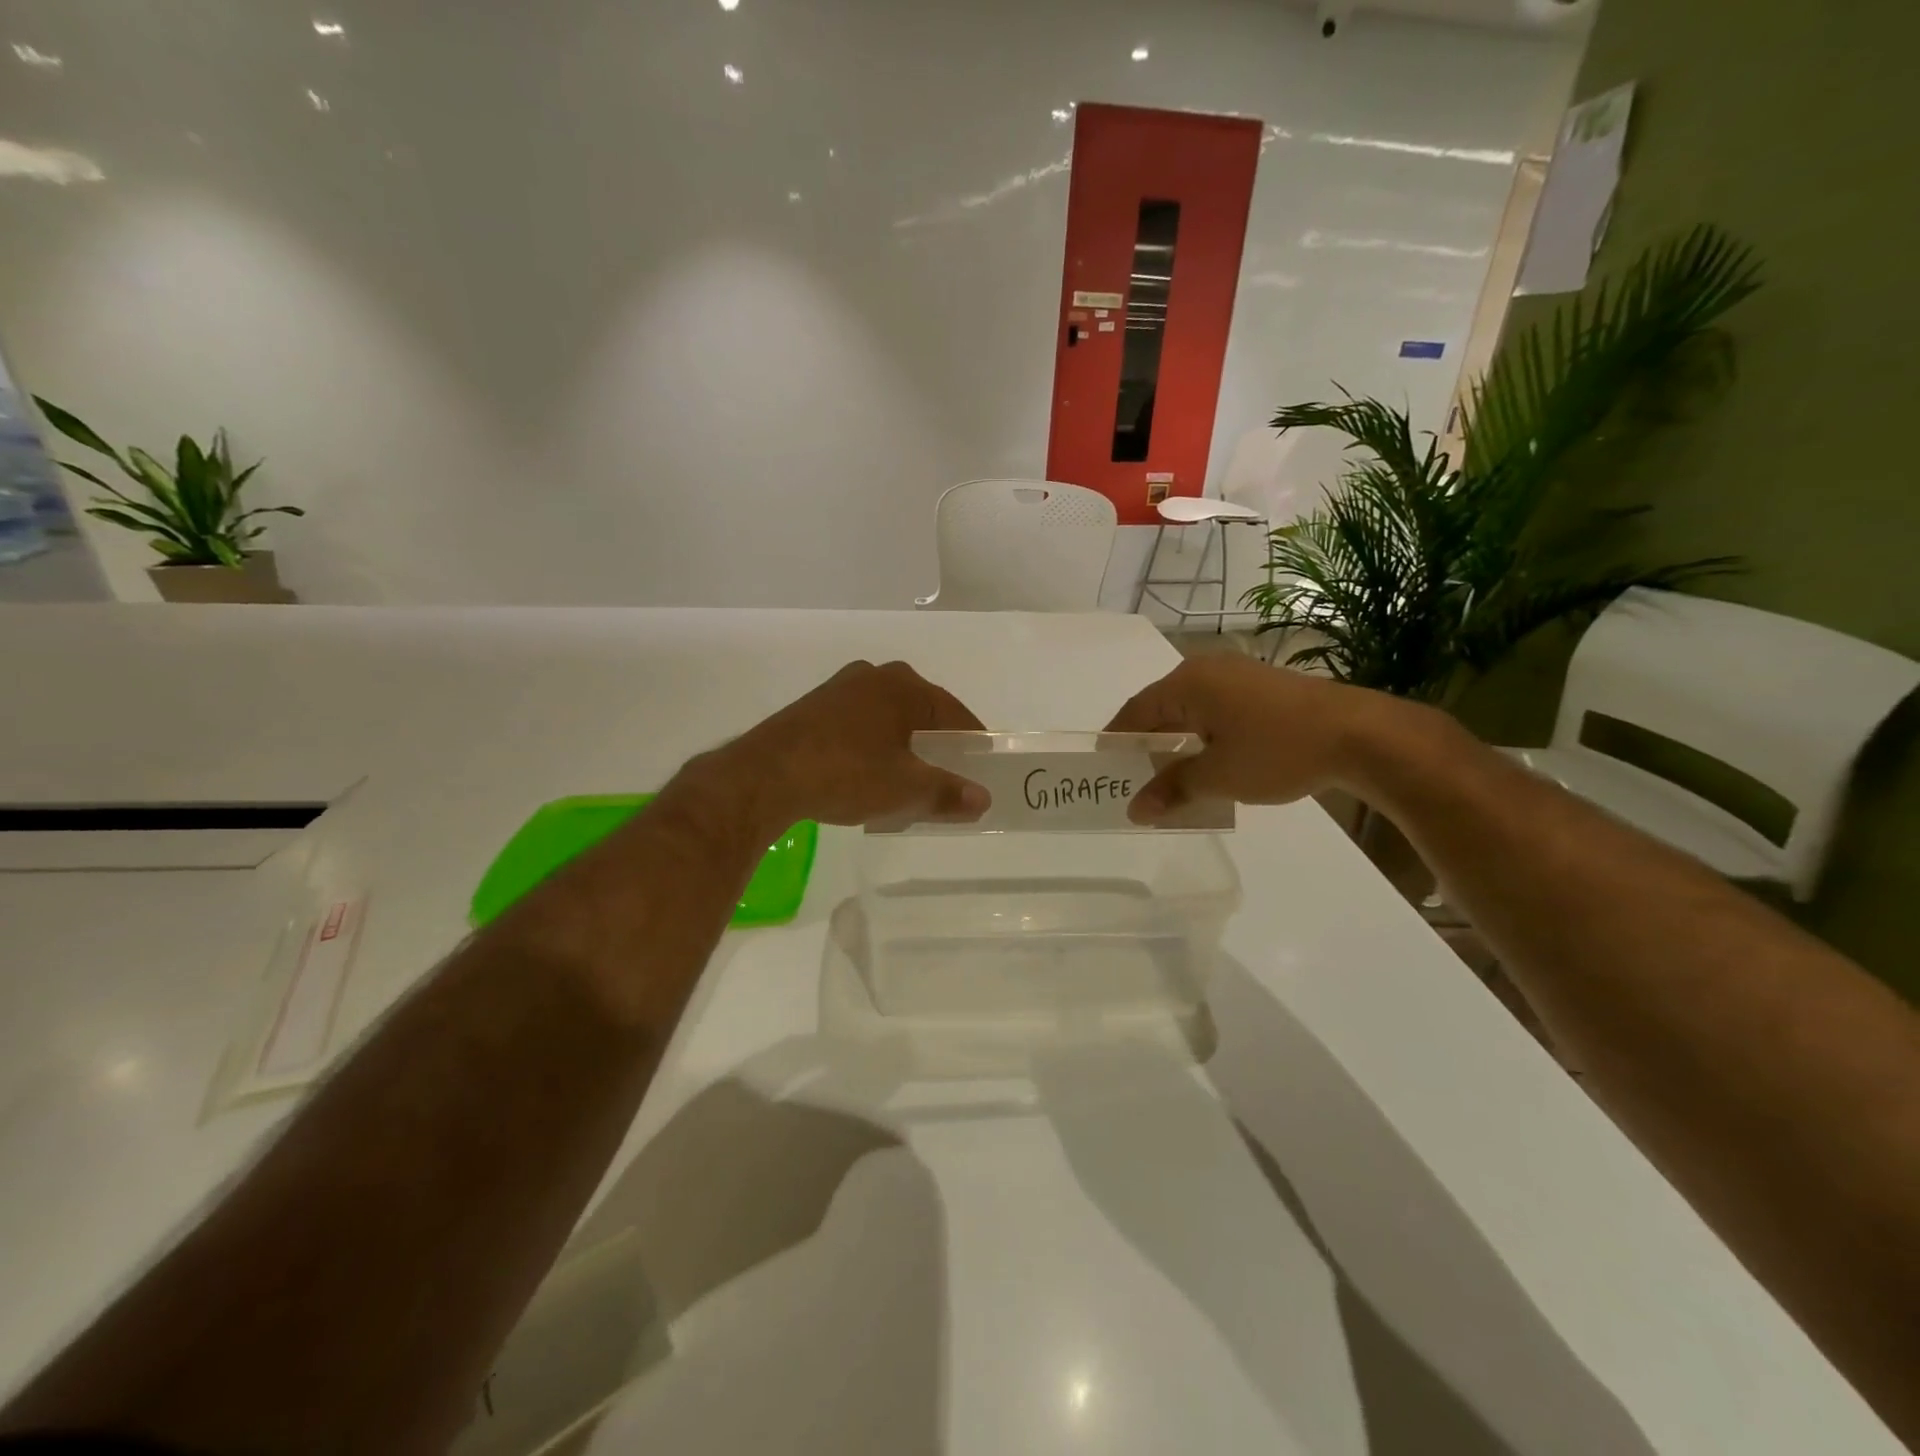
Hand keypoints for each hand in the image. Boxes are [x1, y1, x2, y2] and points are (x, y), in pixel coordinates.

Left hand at [702, 660, 990, 830]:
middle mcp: (873, 676)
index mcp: (903, 686)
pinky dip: (874, 747)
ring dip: (903, 745)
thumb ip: (948, 793)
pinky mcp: (813, 709)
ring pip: (887, 718)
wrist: (765, 777)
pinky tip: (869, 773)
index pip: (953, 713)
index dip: (972, 741)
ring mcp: (839, 690)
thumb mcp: (905, 789)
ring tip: (910, 778)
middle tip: (949, 774)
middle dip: (936, 742)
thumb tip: (983, 799)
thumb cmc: (847, 773)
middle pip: (920, 712)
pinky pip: (859, 725)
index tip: (982, 765)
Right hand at [1105, 655, 1401, 821]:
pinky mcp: (1262, 686)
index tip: (1105, 769)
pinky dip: (1202, 734)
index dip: (1117, 741)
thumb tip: (1135, 811)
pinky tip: (1209, 760)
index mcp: (1187, 684)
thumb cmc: (1277, 751)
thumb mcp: (1218, 776)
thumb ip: (1172, 789)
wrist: (1360, 734)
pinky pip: (1215, 708)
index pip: (1135, 712)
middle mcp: (1206, 670)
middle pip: (1160, 707)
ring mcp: (1238, 674)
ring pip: (1190, 709)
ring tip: (1170, 775)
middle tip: (1135, 778)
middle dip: (1146, 743)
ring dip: (1176, 740)